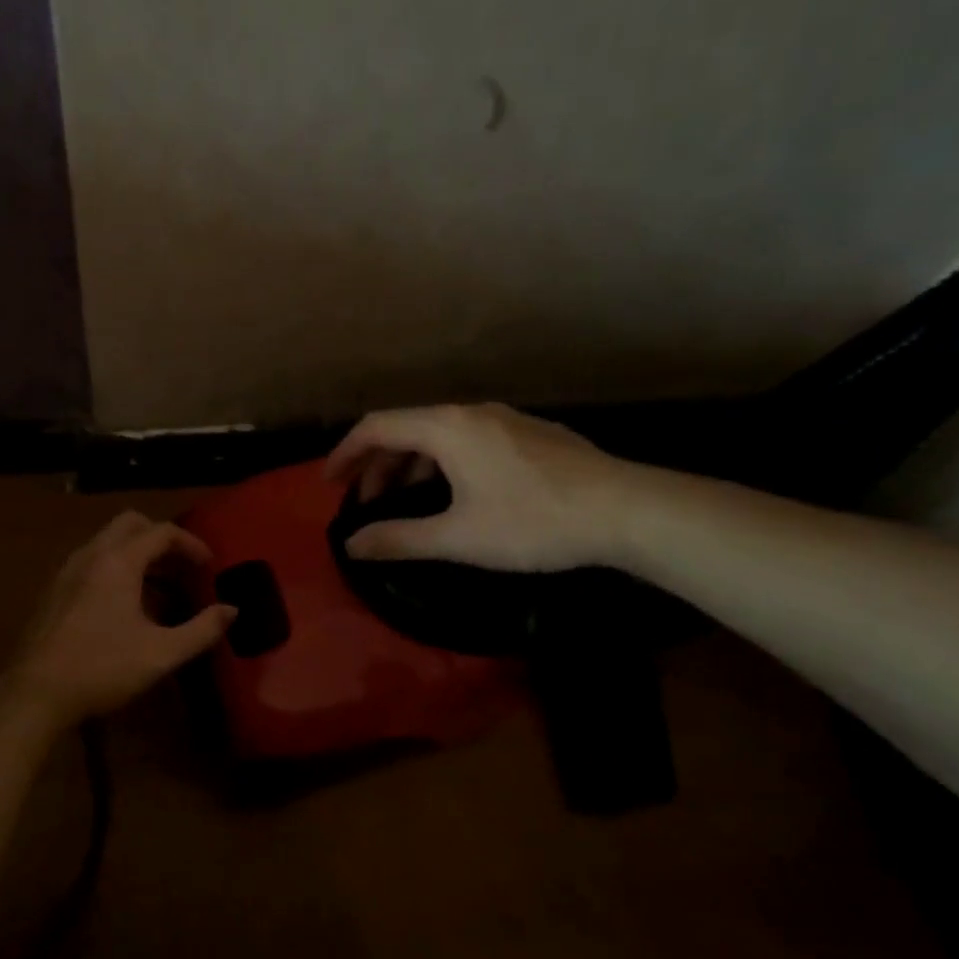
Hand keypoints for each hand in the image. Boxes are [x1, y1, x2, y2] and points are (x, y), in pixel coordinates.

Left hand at [0, 511, 236, 723]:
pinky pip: (91, 562)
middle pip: (130, 524)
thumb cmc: (102, 668)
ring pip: (107, 542)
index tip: (209, 566)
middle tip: (181, 566)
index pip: (161, 532)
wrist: (36, 692)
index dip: (191, 543)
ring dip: (136, 554)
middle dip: (160, 538)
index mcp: (118, 561)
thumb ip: (201, 629)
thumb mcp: (161, 653)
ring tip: (159, 589)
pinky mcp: (54, 590)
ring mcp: (67, 571)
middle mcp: (91, 555)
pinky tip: (124, 607)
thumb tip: (231, 610)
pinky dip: (115, 568)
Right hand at [324, 403, 633, 571]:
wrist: (630, 511)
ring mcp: (505, 420)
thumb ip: (399, 539)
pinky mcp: (531, 434)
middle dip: (378, 464)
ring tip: (405, 502)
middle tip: (367, 503)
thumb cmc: (534, 522)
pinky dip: (442, 462)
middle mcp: (472, 413)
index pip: (377, 427)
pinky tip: (455, 494)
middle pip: (406, 428)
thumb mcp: (458, 537)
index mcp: (447, 428)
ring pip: (439, 435)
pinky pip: (467, 440)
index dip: (346, 453)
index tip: (328, 483)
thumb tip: (351, 545)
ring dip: (411, 465)